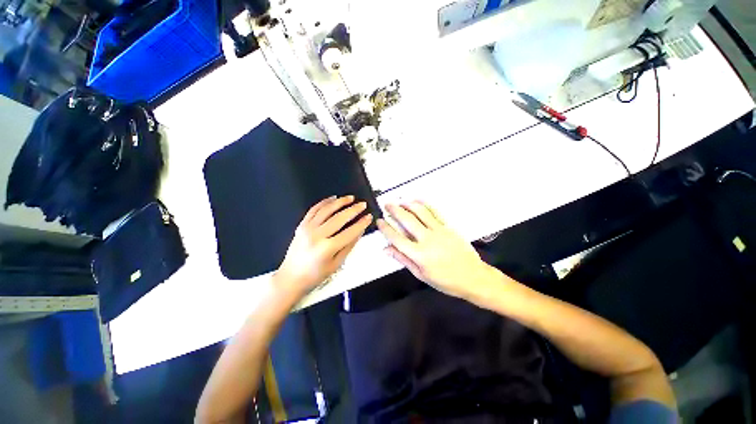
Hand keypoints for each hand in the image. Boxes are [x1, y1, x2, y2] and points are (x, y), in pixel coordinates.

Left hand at [275, 195, 372, 296]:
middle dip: (353, 210)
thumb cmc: (316, 275)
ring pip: (326, 210)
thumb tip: (360, 230)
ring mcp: (307, 228)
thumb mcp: (337, 263)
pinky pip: (313, 210)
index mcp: (327, 248)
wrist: (291, 277)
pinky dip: (324, 202)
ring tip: (350, 198)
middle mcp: (317, 235)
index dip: (361, 223)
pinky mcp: (301, 225)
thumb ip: (349, 245)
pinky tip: (333, 198)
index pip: (349, 232)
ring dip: (340, 202)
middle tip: (363, 204)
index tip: (369, 216)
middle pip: (339, 218)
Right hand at [377, 201, 494, 300]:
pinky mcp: (448, 227)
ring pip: (420, 212)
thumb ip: (403, 260)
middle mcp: (427, 240)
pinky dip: (425, 204)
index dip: (386, 228)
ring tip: (400, 201)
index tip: (379, 221)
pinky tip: (417, 200)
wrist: (473, 276)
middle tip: (387, 205)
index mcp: (419, 255)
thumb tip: (386, 249)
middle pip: (407, 220)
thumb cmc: (445, 280)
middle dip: (395, 210)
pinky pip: (435, 212)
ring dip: (408, 204)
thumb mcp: (421, 275)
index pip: (397, 238)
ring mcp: (439, 231)